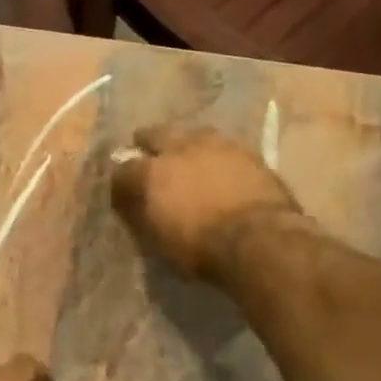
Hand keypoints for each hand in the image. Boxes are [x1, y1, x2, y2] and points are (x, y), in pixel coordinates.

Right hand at [111, 123, 310, 278]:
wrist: (260, 239)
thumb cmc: (202, 248)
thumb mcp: (159, 241)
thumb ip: (141, 216)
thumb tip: (130, 205)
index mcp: (150, 173)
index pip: (122, 171)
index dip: (119, 184)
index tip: (122, 195)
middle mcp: (178, 149)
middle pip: (154, 134)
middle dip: (147, 144)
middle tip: (149, 158)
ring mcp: (214, 145)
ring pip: (190, 132)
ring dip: (184, 143)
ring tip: (186, 156)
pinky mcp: (246, 150)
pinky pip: (222, 144)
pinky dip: (214, 153)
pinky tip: (217, 164)